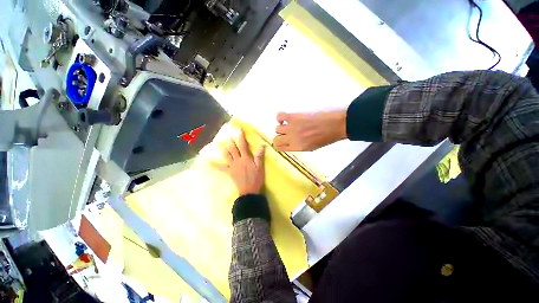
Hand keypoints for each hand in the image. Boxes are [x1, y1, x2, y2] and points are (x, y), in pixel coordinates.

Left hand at [214, 131, 265, 195]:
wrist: (249, 191)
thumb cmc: (256, 179)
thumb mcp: (260, 167)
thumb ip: (259, 157)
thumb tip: (262, 146)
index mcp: (246, 158)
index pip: (243, 145)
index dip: (241, 137)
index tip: (238, 130)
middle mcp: (238, 160)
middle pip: (233, 149)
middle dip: (230, 141)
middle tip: (227, 134)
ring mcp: (232, 166)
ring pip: (226, 155)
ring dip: (222, 149)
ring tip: (218, 143)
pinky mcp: (229, 171)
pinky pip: (221, 167)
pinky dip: (215, 165)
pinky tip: (208, 162)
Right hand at [273, 110, 346, 150]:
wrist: (335, 125)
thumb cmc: (326, 137)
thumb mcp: (312, 147)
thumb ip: (298, 146)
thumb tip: (291, 142)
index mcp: (297, 147)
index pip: (279, 148)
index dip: (279, 144)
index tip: (282, 141)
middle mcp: (292, 139)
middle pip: (276, 139)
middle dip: (279, 137)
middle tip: (285, 133)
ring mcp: (292, 128)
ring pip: (277, 128)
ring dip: (282, 127)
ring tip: (289, 124)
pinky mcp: (293, 117)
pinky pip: (279, 116)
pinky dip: (280, 117)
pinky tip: (286, 118)